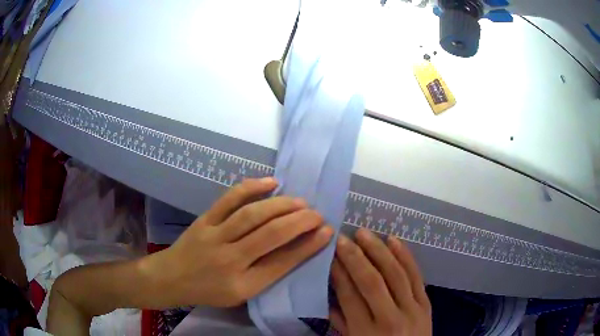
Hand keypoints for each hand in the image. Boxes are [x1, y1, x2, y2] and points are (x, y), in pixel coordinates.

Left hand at [144, 177, 333, 307]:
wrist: (172, 278)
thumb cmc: (209, 291)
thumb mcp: (241, 294)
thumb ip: (267, 275)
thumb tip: (296, 251)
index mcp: (243, 285)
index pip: (283, 262)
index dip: (308, 246)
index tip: (327, 231)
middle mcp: (230, 260)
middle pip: (271, 235)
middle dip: (300, 222)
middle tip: (318, 214)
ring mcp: (215, 236)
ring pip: (253, 215)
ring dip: (281, 205)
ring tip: (301, 202)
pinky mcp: (205, 219)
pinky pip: (229, 199)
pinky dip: (251, 188)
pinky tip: (271, 182)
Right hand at [330, 228, 431, 335]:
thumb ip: (341, 322)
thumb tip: (328, 295)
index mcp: (366, 332)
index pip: (349, 296)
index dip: (338, 273)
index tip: (329, 254)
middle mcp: (390, 318)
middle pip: (371, 282)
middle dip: (354, 258)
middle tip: (342, 238)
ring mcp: (412, 309)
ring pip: (395, 274)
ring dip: (379, 251)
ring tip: (364, 233)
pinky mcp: (427, 303)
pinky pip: (416, 276)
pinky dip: (405, 256)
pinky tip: (394, 240)